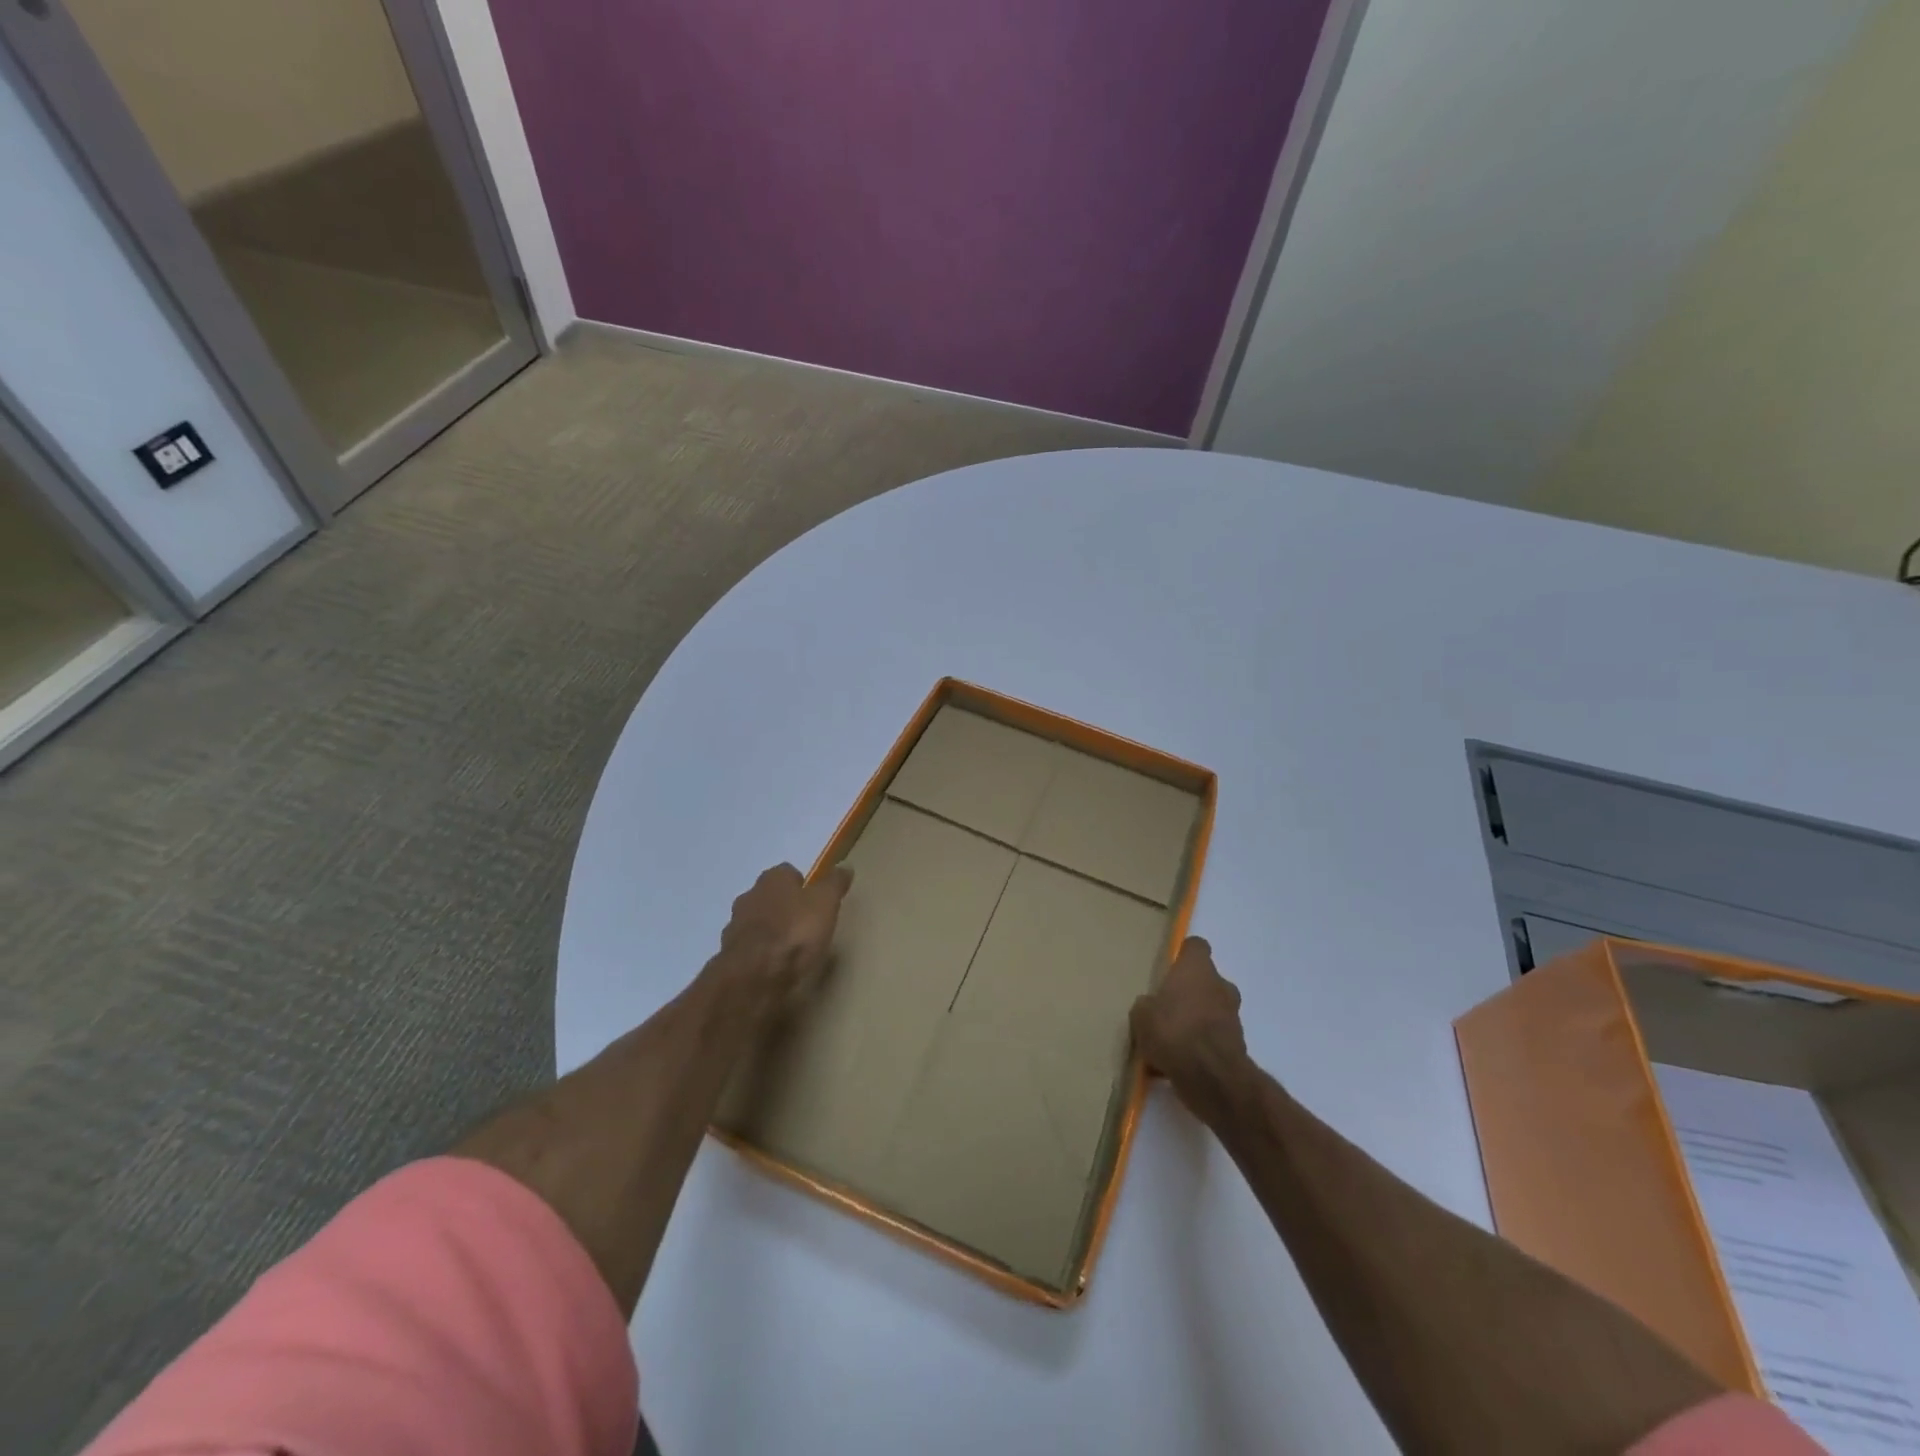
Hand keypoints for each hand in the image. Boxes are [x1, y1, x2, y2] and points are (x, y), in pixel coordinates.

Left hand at [711, 862, 853, 1018]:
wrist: (754, 976)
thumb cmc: (795, 932)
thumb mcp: (825, 903)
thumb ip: (834, 884)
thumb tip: (845, 865)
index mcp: (772, 879)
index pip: (788, 872)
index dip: (803, 885)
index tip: (816, 901)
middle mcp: (749, 896)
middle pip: (769, 896)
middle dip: (783, 907)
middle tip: (804, 924)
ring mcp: (734, 926)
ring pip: (756, 922)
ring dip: (769, 931)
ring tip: (789, 949)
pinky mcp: (729, 955)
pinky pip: (748, 949)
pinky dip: (759, 954)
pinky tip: (773, 967)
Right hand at [1130, 937, 1247, 1104]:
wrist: (1210, 1076)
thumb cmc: (1173, 1030)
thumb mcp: (1141, 1014)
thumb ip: (1147, 1004)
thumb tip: (1151, 1005)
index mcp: (1197, 968)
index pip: (1195, 947)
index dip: (1183, 955)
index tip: (1169, 966)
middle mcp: (1220, 986)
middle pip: (1205, 981)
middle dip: (1189, 992)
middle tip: (1165, 1007)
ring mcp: (1233, 1016)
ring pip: (1211, 1010)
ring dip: (1195, 1020)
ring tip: (1170, 1039)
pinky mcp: (1238, 1045)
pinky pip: (1213, 1038)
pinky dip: (1200, 1045)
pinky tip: (1178, 1062)